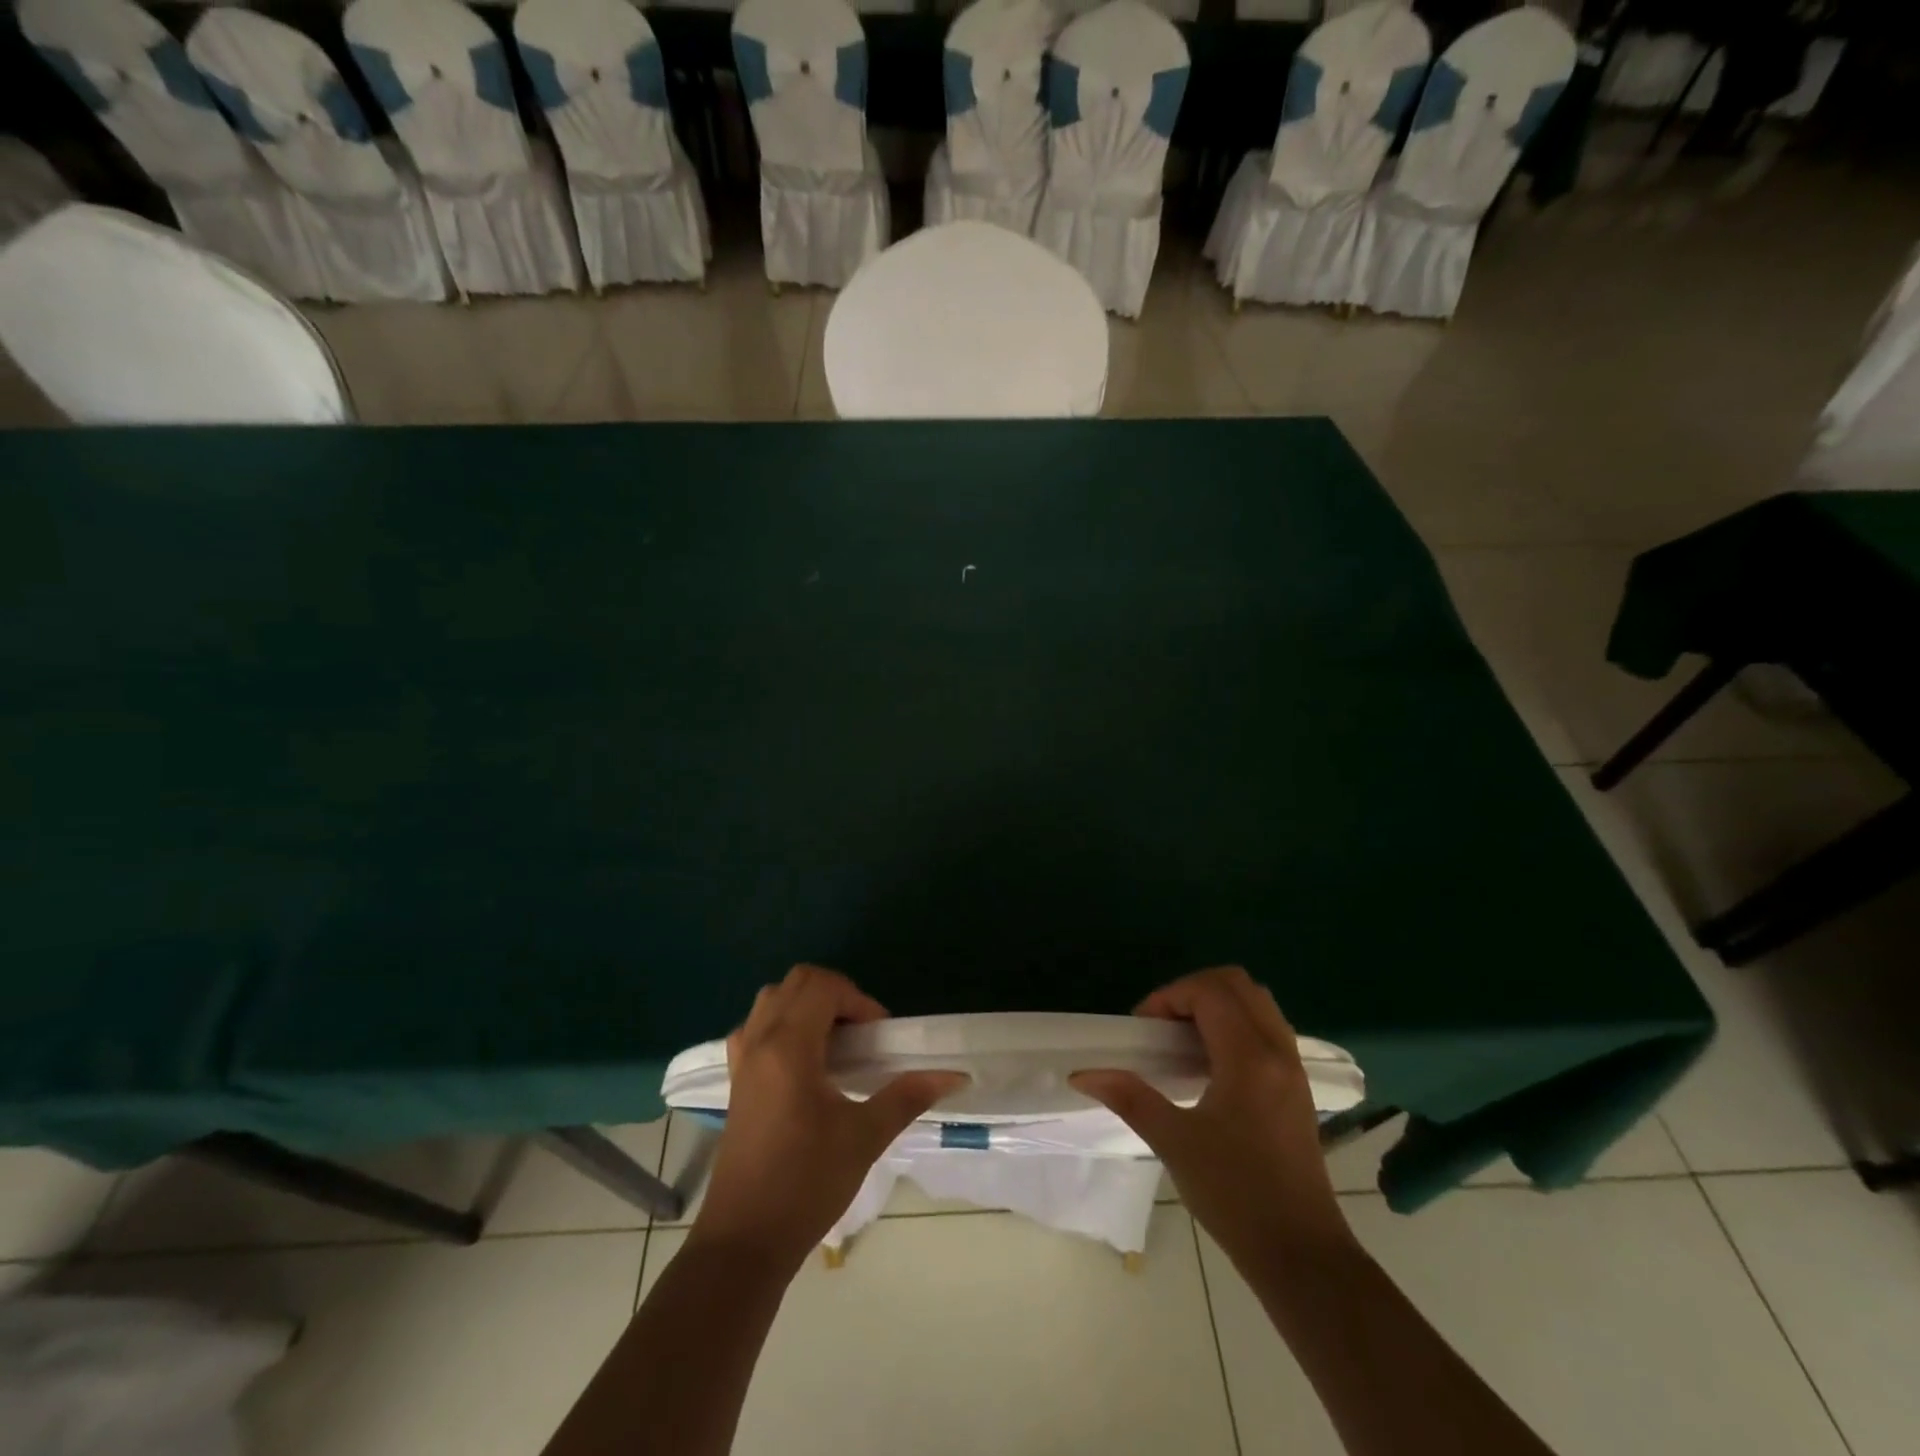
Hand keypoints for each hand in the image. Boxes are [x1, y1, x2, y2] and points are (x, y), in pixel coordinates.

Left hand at [688, 965, 966, 1268]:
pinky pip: (757, 1028)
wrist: (744, 1242)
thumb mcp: (864, 1138)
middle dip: (835, 995)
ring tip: (837, 1046)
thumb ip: (907, 1096)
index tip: (879, 1036)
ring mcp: (741, 1060)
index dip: (858, 1000)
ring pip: (773, 1000)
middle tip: (862, 1034)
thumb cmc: (805, 1185)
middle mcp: (759, 1042)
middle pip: (796, 982)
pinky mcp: (735, 1081)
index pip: (823, 986)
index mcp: (788, 1047)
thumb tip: (954, 1075)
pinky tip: (806, 1064)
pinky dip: (783, 1026)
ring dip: (808, 1006)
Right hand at [1071, 967, 1354, 1273]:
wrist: (1302, 1255)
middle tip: (1163, 1026)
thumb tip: (1083, 1074)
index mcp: (1249, 1058)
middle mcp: (1277, 1050)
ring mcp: (1292, 1067)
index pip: (1209, 992)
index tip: (1144, 1028)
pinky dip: (1236, 1023)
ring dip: (1218, 1004)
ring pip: (1257, 1001)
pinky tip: (1212, 1064)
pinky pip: (1267, 1026)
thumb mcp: (1174, 1143)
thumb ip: (1130, 1098)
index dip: (1169, 997)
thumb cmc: (1235, 1195)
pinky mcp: (1297, 1086)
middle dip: (1193, 991)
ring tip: (1185, 1040)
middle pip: (1238, 984)